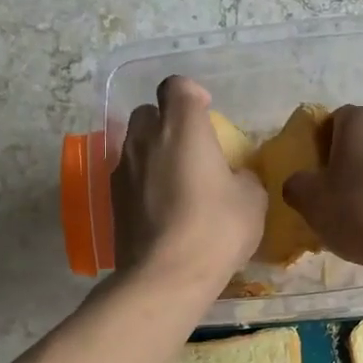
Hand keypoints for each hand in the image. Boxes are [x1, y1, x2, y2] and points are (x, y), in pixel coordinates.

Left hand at [112, 76, 265, 287]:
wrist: (166, 275)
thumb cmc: (216, 228)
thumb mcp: (252, 200)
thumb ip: (243, 177)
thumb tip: (235, 177)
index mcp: (183, 128)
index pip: (177, 86)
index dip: (192, 94)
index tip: (207, 113)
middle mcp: (146, 139)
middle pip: (149, 113)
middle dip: (167, 122)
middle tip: (190, 149)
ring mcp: (123, 169)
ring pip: (135, 145)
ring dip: (153, 153)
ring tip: (175, 181)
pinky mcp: (110, 199)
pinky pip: (128, 176)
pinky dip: (143, 182)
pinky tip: (161, 208)